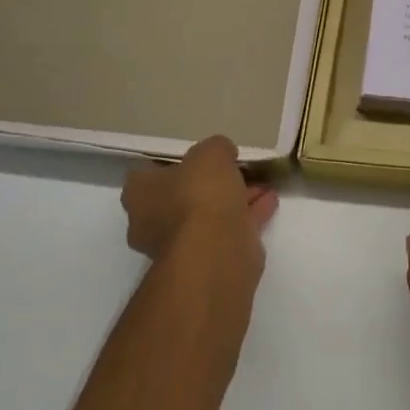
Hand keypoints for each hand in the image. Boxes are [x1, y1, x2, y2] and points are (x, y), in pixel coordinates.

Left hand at [121, 135, 277, 276]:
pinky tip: (269, 201)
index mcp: (140, 194)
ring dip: (234, 199)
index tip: (203, 156)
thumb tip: (222, 154)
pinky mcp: (206, 260)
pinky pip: (228, 230)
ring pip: (209, 215)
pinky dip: (247, 215)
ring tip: (261, 184)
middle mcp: (151, 221)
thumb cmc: (200, 195)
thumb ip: (216, 148)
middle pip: (183, 195)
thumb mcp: (211, 153)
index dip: (179, 161)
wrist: (216, 251)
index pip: (152, 172)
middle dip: (212, 183)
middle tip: (237, 169)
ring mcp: (179, 245)